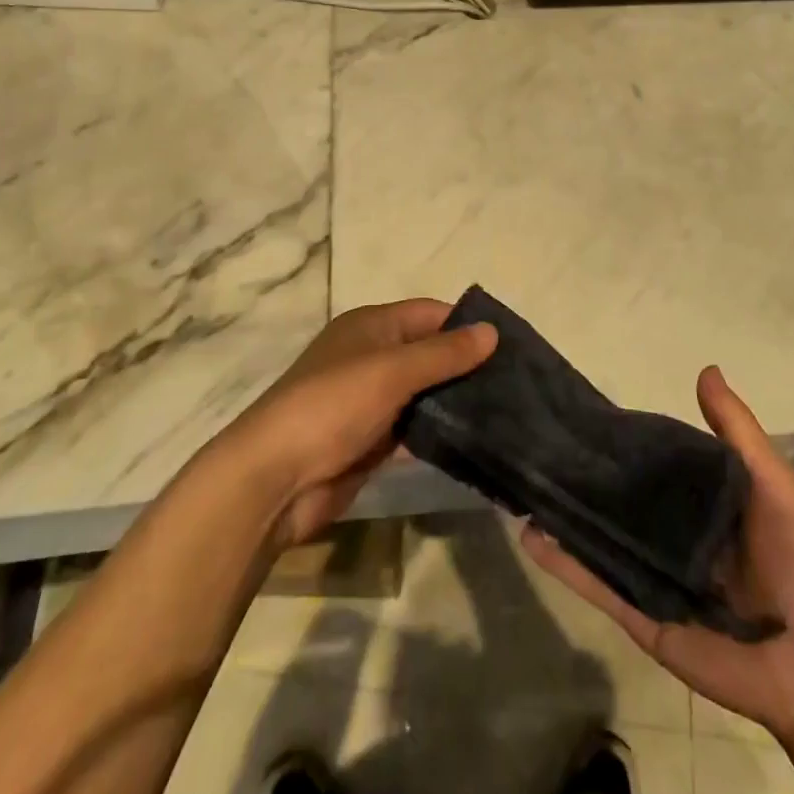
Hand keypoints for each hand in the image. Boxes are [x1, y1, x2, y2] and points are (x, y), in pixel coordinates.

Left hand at [224, 298, 496, 548]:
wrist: (274, 479)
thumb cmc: (332, 405)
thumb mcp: (392, 370)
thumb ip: (443, 353)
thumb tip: (491, 331)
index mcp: (372, 326)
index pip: (430, 313)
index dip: (467, 325)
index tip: (512, 344)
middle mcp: (372, 356)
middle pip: (430, 352)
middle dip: (468, 364)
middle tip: (519, 383)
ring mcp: (371, 400)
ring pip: (425, 392)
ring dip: (457, 400)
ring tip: (509, 411)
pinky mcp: (371, 440)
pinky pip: (415, 427)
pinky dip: (440, 431)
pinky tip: (476, 440)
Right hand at [521, 365, 793, 745]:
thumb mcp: (771, 480)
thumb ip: (737, 430)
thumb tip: (706, 369)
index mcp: (697, 506)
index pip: (650, 466)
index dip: (620, 442)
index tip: (582, 414)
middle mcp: (669, 538)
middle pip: (618, 503)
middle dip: (583, 479)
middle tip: (539, 446)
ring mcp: (651, 578)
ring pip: (598, 540)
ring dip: (563, 517)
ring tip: (523, 484)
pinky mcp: (641, 616)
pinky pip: (598, 586)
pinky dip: (564, 563)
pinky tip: (531, 536)